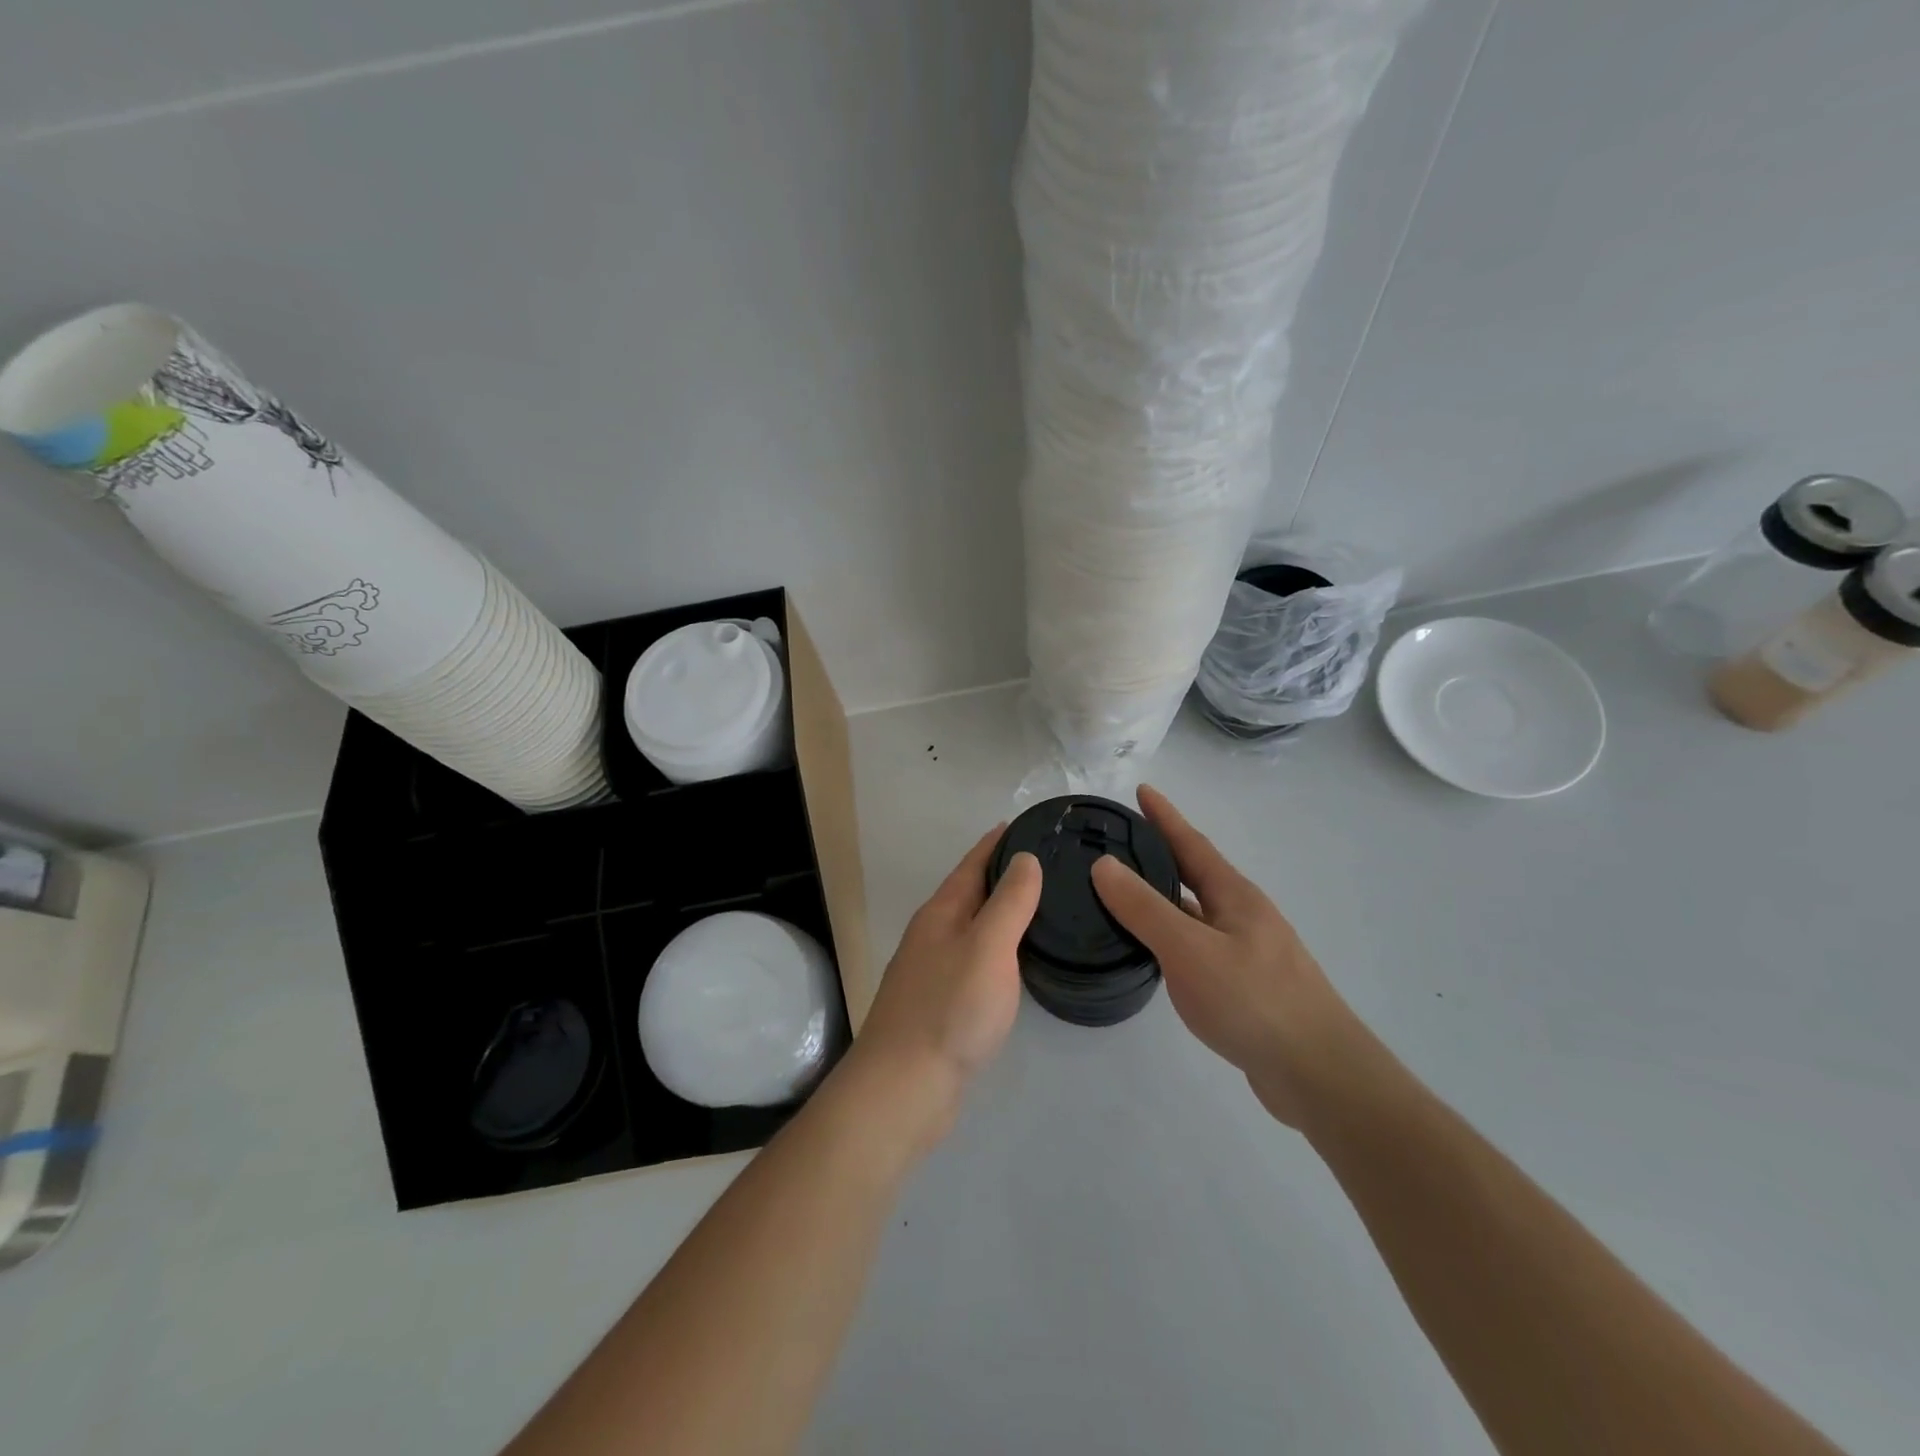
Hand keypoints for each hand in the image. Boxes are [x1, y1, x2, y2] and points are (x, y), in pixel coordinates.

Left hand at [842, 826, 1041, 1145]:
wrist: (905, 1088)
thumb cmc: (950, 1009)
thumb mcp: (988, 946)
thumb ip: (1008, 902)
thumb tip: (1024, 858)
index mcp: (942, 913)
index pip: (973, 864)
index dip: (998, 842)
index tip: (1027, 825)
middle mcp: (933, 935)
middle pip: (971, 893)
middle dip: (1003, 875)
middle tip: (1049, 865)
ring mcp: (934, 971)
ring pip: (973, 929)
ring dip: (1001, 914)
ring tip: (1041, 907)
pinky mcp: (942, 1005)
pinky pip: (975, 961)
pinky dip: (998, 951)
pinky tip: (1017, 963)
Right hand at [1091, 786, 1348, 1126]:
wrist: (1318, 1074)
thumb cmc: (1253, 1000)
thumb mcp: (1189, 949)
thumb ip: (1144, 908)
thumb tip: (1103, 864)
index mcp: (1234, 896)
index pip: (1191, 844)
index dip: (1166, 817)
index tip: (1141, 791)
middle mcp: (1243, 915)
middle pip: (1196, 874)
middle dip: (1161, 854)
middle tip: (1120, 844)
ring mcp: (1248, 952)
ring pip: (1197, 913)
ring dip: (1165, 898)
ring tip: (1126, 894)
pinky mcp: (1246, 987)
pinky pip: (1199, 946)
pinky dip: (1173, 937)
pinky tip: (1156, 953)